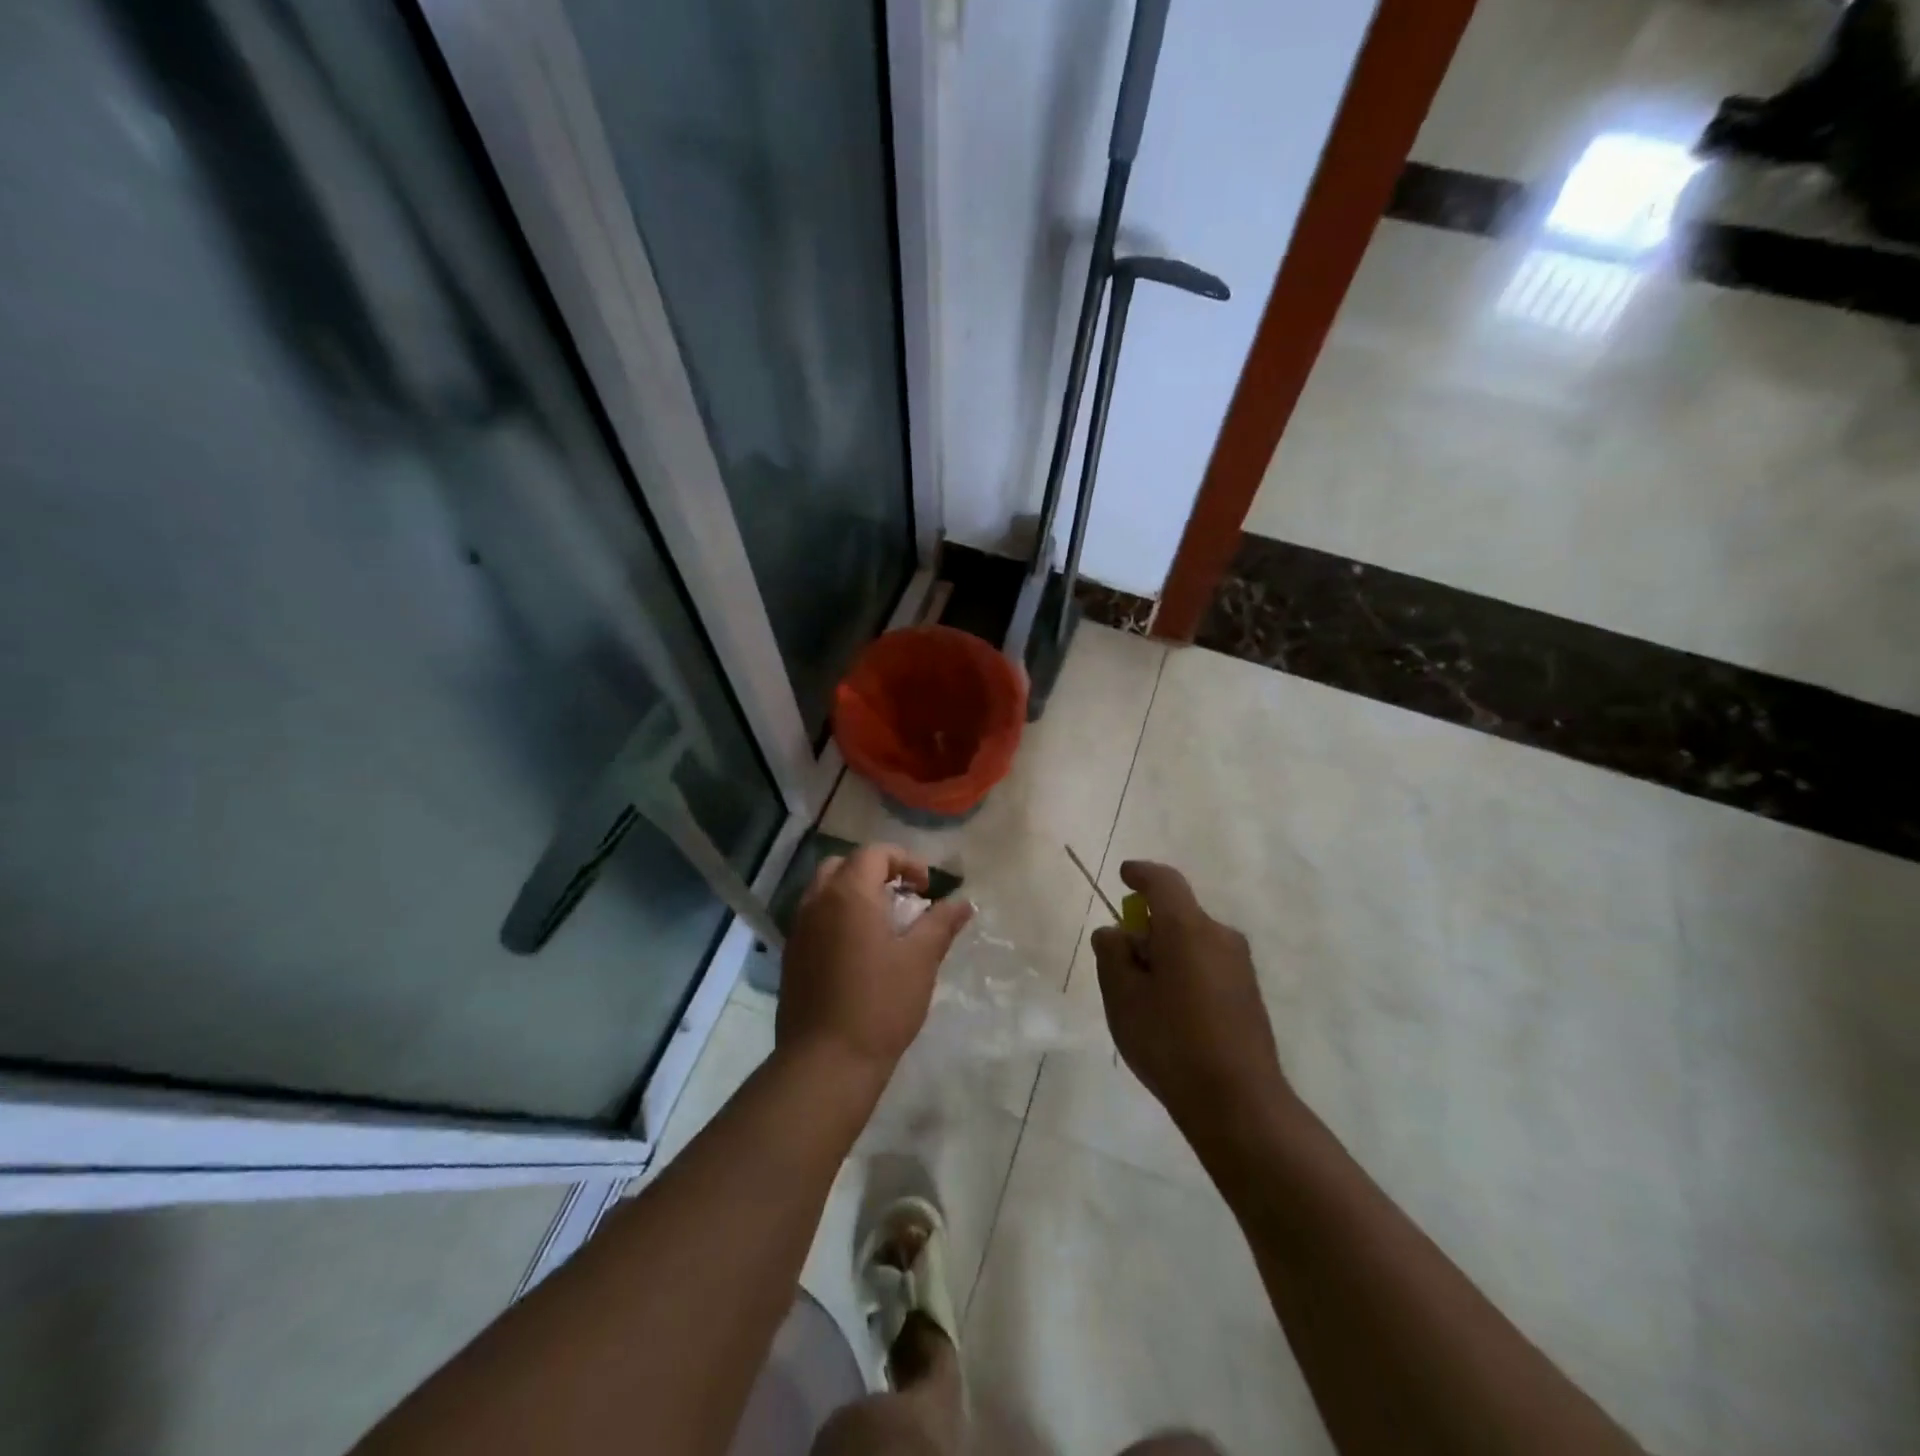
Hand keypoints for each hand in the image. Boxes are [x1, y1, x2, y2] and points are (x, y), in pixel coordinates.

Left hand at [776, 844, 972, 1086]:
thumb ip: (941, 923)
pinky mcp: (791, 954)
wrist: (826, 1060)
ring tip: (883, 922)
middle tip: (902, 897)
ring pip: (825, 889)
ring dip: (854, 892)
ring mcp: (799, 928)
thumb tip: (963, 902)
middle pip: (844, 864)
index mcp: (849, 893)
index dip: (905, 861)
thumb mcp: (921, 960)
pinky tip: (859, 948)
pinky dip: (837, 915)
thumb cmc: (880, 1003)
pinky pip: (814, 916)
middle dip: (876, 871)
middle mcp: (818, 901)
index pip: (875, 853)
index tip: (926, 888)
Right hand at [1090, 861, 1288, 1135]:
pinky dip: (1185, 971)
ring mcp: (1240, 965)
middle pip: (1177, 914)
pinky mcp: (1248, 992)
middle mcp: (1220, 936)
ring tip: (1143, 996)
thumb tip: (1115, 932)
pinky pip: (1207, 964)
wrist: (1239, 1102)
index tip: (1124, 875)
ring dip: (1166, 952)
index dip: (1141, 874)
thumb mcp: (1123, 997)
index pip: (1164, 882)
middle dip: (1147, 927)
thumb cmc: (1171, 1042)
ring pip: (1192, 941)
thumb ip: (1112, 955)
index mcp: (1187, 928)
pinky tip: (1172, 1013)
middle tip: (1121, 962)